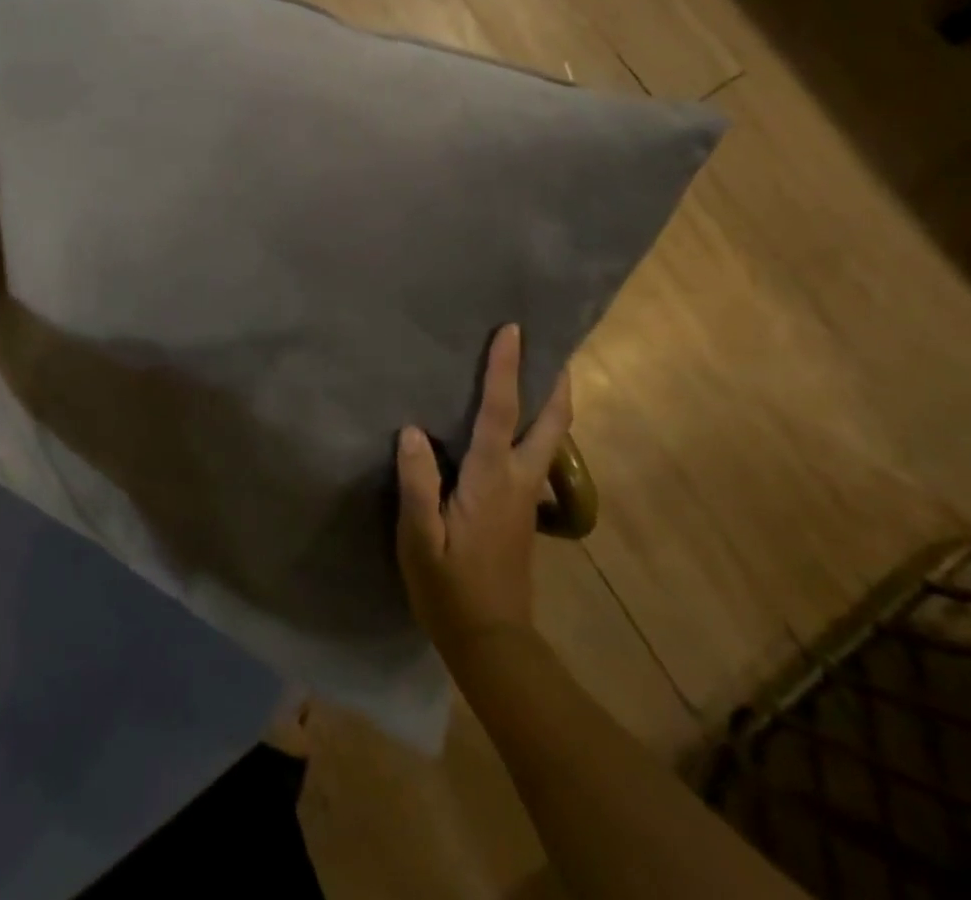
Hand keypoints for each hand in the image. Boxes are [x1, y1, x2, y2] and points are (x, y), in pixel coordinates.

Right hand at [396, 324, 574, 659]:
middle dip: (557, 383)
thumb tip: (412, 430)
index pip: (501, 413)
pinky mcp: (524, 510)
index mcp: (492, 480)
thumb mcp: (419, 538)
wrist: (491, 641)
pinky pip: (537, 454)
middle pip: (552, 423)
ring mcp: (527, 496)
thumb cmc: (448, 588)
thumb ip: (418, 483)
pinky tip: (517, 423)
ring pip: (551, 438)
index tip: (513, 330)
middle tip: (555, 346)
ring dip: (553, 402)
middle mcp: (520, 480)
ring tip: (543, 372)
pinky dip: (538, 425)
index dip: (506, 369)